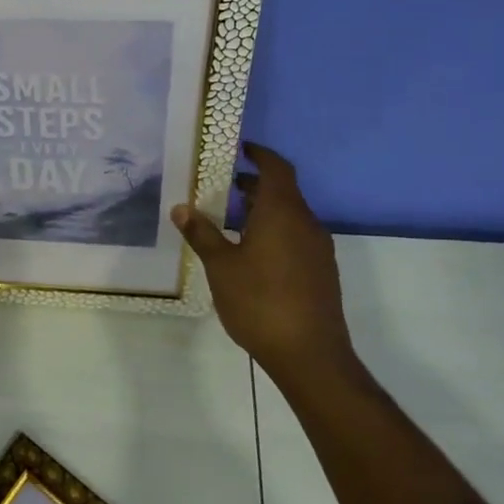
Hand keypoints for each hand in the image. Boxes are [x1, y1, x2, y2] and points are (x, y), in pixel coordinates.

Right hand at [171, 142, 354, 376]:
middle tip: (224, 186)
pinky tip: (252, 253)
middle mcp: (306, 224)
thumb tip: (181, 207)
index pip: (276, 168)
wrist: (310, 355)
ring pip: (290, 215)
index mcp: (283, 213)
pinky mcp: (321, 271)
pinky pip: (296, 236)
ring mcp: (318, 249)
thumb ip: (202, 233)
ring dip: (264, 210)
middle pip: (283, 191)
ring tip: (232, 220)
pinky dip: (275, 230)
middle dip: (255, 184)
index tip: (240, 148)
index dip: (260, 154)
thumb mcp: (220, 266)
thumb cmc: (260, 302)